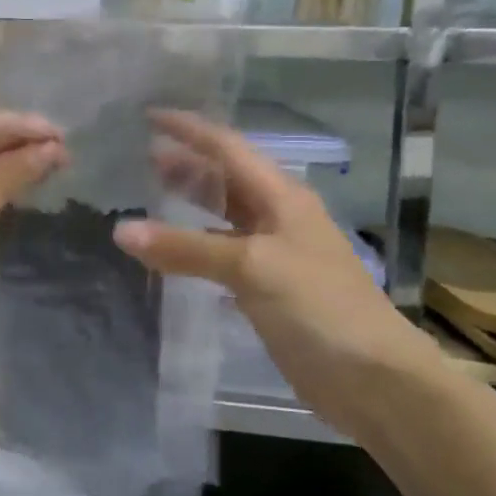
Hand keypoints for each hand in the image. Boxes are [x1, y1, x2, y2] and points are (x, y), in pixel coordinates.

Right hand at [112, 110, 440, 430]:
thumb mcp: (251, 267)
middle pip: (225, 179)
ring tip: (148, 195)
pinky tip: (171, 253)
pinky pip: (223, 254)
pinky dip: (195, 247)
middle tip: (140, 156)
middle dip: (186, 164)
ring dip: (190, 204)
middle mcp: (278, 216)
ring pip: (223, 216)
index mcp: (281, 196)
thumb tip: (121, 230)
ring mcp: (275, 253)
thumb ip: (185, 248)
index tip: (148, 115)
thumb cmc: (318, 307)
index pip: (227, 147)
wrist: (374, 379)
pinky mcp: (269, 288)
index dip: (188, 129)